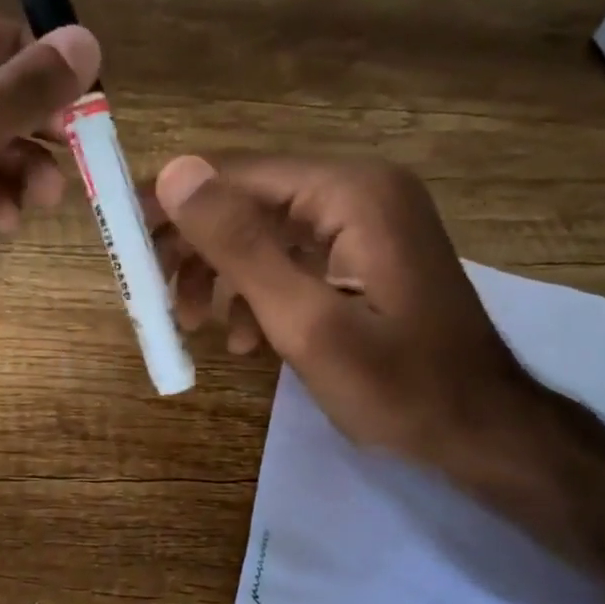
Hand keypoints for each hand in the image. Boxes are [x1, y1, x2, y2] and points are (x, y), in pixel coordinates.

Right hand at [148, 155, 548, 472]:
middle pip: (249, 202)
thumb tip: (175, 172)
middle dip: (197, 251)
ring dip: (223, 278)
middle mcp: (359, 192)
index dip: (175, 206)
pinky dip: (259, 293)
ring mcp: (365, 224)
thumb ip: (239, 246)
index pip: (237, 176)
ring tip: (195, 327)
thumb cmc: (396, 385)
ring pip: (265, 234)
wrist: (480, 431)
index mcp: (350, 193)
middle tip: (154, 296)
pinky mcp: (364, 257)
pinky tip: (246, 339)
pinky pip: (292, 260)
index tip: (124, 243)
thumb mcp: (304, 321)